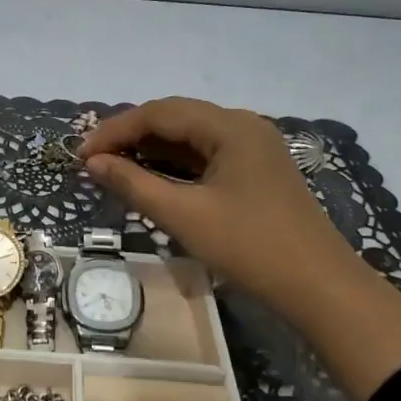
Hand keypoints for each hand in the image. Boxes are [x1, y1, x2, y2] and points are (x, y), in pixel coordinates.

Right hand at [81, 96, 400, 400]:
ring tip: (114, 169)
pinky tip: (152, 179)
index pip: (159, 113)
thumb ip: (133, 184)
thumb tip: (93, 163)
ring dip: (151, 150)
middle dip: (130, 136)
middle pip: (175, 118)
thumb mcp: (184, 216)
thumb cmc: (250, 247)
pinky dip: (175, 165)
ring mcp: (253, 148)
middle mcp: (243, 126)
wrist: (319, 287)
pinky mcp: (256, 171)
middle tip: (94, 160)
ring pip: (190, 138)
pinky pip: (206, 157)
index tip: (80, 155)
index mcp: (230, 126)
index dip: (114, 130)